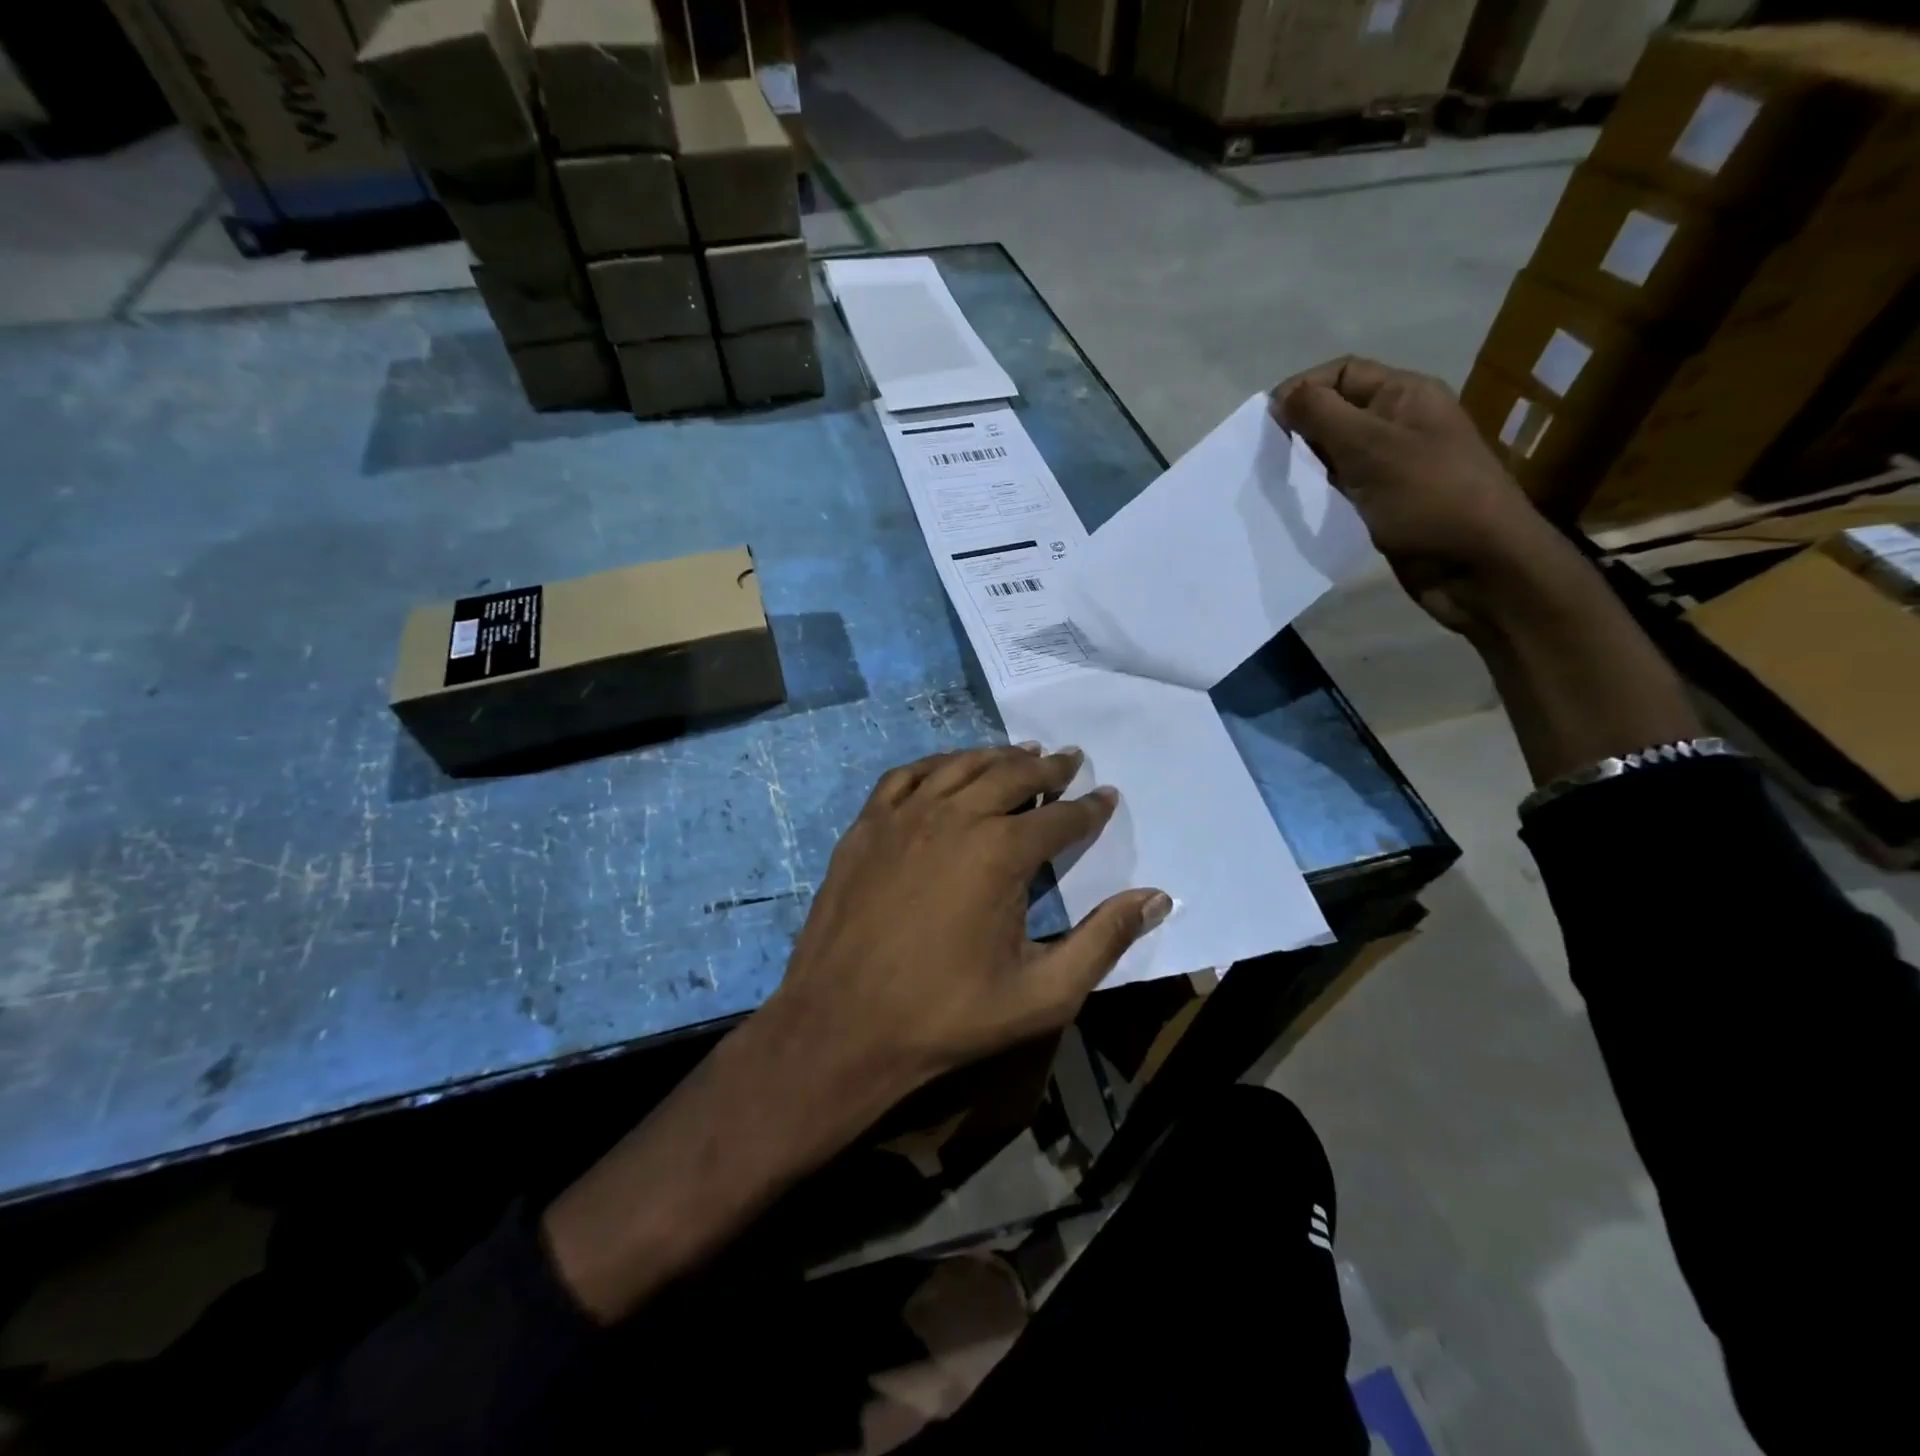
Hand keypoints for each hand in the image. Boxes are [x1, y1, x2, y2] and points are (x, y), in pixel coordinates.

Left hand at [765, 744, 1170, 1100]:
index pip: (1060, 817)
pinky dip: (936, 764)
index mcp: (1000, 853)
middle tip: (1070, 760)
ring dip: (996, 756)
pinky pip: (906, 776)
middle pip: (1011, 776)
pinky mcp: (866, 826)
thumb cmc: (946, 1015)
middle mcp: (954, 817)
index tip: (1106, 796)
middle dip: (1048, 768)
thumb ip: (1103, 941)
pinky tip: (947, 768)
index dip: (1089, 808)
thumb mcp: (1042, 994)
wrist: (841, 1026)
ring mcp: (903, 817)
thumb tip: (1156, 897)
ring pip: (960, 766)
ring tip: (1021, 754)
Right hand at [1273, 357, 1575, 632]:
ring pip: (1336, 453)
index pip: (1342, 374)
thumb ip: (1323, 416)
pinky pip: (1343, 487)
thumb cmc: (1428, 496)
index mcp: (1405, 395)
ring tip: (1277, 484)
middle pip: (1337, 412)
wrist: (1477, 564)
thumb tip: (1282, 397)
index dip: (1302, 389)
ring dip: (1305, 464)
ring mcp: (1393, 465)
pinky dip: (1318, 492)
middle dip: (1299, 429)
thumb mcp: (1371, 447)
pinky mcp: (1385, 502)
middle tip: (1265, 458)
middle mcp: (1399, 423)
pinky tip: (1298, 507)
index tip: (1265, 424)